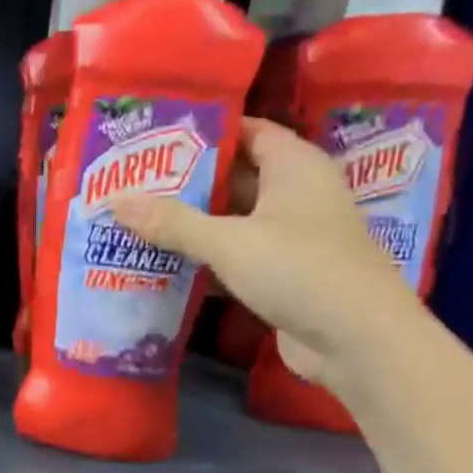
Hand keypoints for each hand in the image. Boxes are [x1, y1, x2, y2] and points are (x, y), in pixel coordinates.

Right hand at [112, 118, 423, 389]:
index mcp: (295, 167)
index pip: (247, 131)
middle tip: (131, 179)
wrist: (359, 342)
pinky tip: (159, 262)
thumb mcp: (229, 242)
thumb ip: (171, 221)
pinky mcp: (282, 273)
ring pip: (230, 219)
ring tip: (133, 217)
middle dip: (184, 179)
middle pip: (233, 176)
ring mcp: (290, 236)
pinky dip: (201, 257)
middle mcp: (295, 194)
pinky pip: (233, 254)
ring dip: (188, 221)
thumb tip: (113, 199)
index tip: (154, 135)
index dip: (204, 130)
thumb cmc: (300, 271)